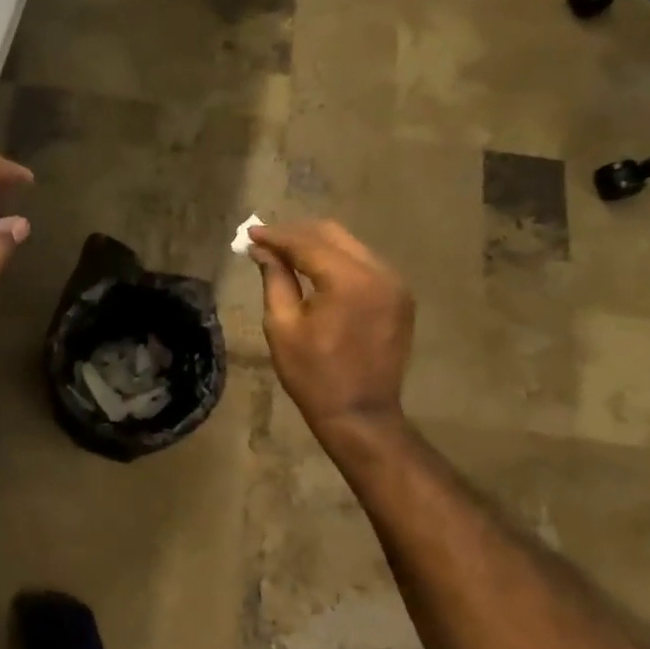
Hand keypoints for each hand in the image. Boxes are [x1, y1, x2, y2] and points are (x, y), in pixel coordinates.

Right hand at [249, 219, 414, 446]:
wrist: (360, 414)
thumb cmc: (313, 375)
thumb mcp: (283, 326)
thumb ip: (275, 279)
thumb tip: (262, 250)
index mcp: (349, 280)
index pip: (307, 243)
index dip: (276, 236)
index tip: (249, 233)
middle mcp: (379, 273)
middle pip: (333, 235)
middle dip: (297, 234)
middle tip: (266, 241)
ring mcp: (395, 284)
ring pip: (351, 246)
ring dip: (317, 246)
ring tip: (286, 254)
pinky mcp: (399, 297)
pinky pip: (365, 265)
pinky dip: (338, 261)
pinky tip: (315, 271)